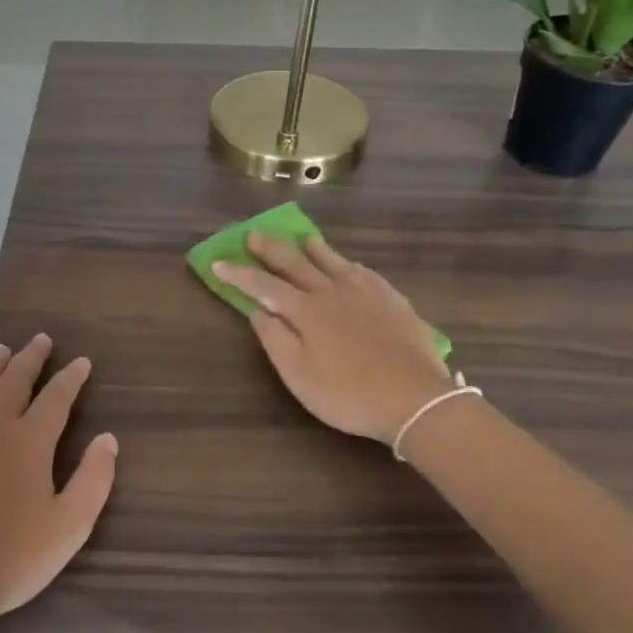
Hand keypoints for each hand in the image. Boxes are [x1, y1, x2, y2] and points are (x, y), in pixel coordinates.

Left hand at [0, 335, 118, 632]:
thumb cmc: (11, 558)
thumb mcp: (69, 527)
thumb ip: (93, 479)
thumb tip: (107, 439)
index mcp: (29, 441)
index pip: (56, 397)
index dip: (71, 378)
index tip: (82, 362)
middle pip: (14, 380)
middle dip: (31, 358)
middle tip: (41, 339)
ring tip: (2, 350)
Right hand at [213, 233, 454, 443]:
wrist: (414, 398)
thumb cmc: (348, 393)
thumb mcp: (299, 375)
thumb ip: (275, 339)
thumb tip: (257, 310)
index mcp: (306, 310)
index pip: (264, 286)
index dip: (239, 274)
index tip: (218, 263)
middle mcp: (333, 291)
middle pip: (296, 263)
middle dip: (271, 249)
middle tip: (254, 235)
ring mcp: (366, 292)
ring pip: (333, 261)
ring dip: (312, 248)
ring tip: (302, 238)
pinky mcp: (392, 300)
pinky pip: (364, 272)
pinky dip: (347, 264)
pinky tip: (350, 266)